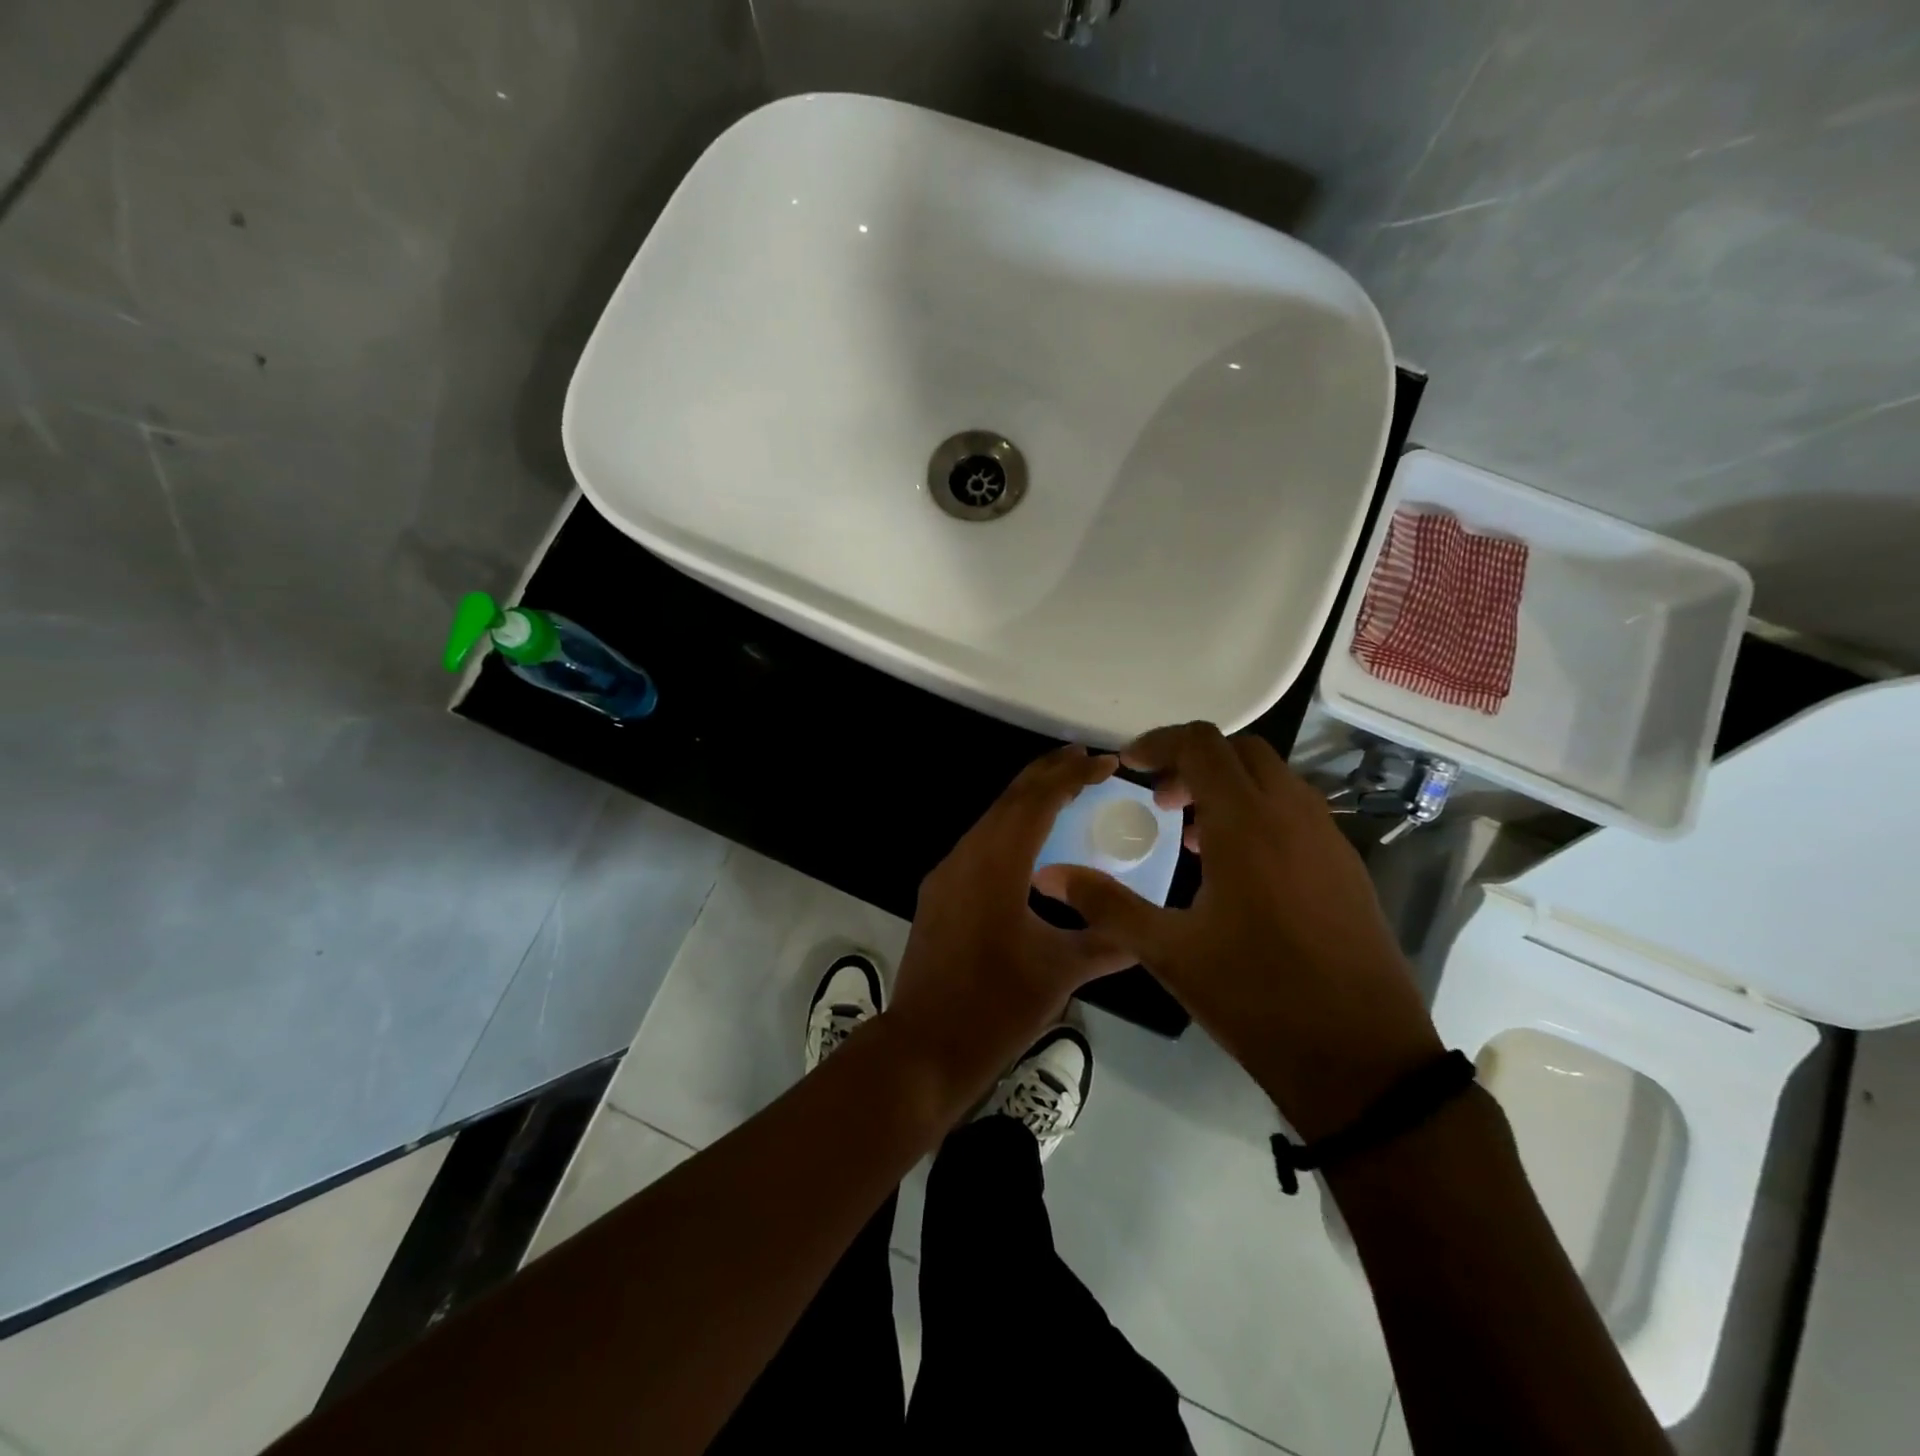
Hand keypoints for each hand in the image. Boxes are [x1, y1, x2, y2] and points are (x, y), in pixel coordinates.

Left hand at [888, 745, 1135, 1116]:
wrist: (924, 1047)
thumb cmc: (996, 1007)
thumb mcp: (1061, 973)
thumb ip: (1106, 943)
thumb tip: (1145, 932)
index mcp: (996, 865)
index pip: (1036, 802)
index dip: (1072, 776)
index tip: (1106, 762)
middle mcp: (966, 857)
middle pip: (1009, 800)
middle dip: (1047, 774)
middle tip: (1086, 759)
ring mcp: (946, 875)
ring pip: (990, 820)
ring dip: (1026, 801)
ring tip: (1064, 793)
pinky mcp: (939, 894)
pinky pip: (979, 845)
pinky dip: (1009, 830)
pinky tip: (1031, 847)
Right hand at [1033, 722, 1442, 1140]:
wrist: (1362, 1059)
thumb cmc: (1256, 997)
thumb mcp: (1168, 951)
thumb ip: (1105, 903)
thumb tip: (1049, 875)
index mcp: (1246, 824)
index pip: (1201, 744)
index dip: (1159, 742)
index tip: (1129, 767)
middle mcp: (1292, 815)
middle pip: (1240, 750)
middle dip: (1193, 760)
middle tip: (1160, 801)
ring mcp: (1328, 838)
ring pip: (1273, 779)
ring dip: (1229, 787)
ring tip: (1193, 835)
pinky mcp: (1347, 866)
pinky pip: (1297, 811)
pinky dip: (1260, 812)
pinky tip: (1239, 869)